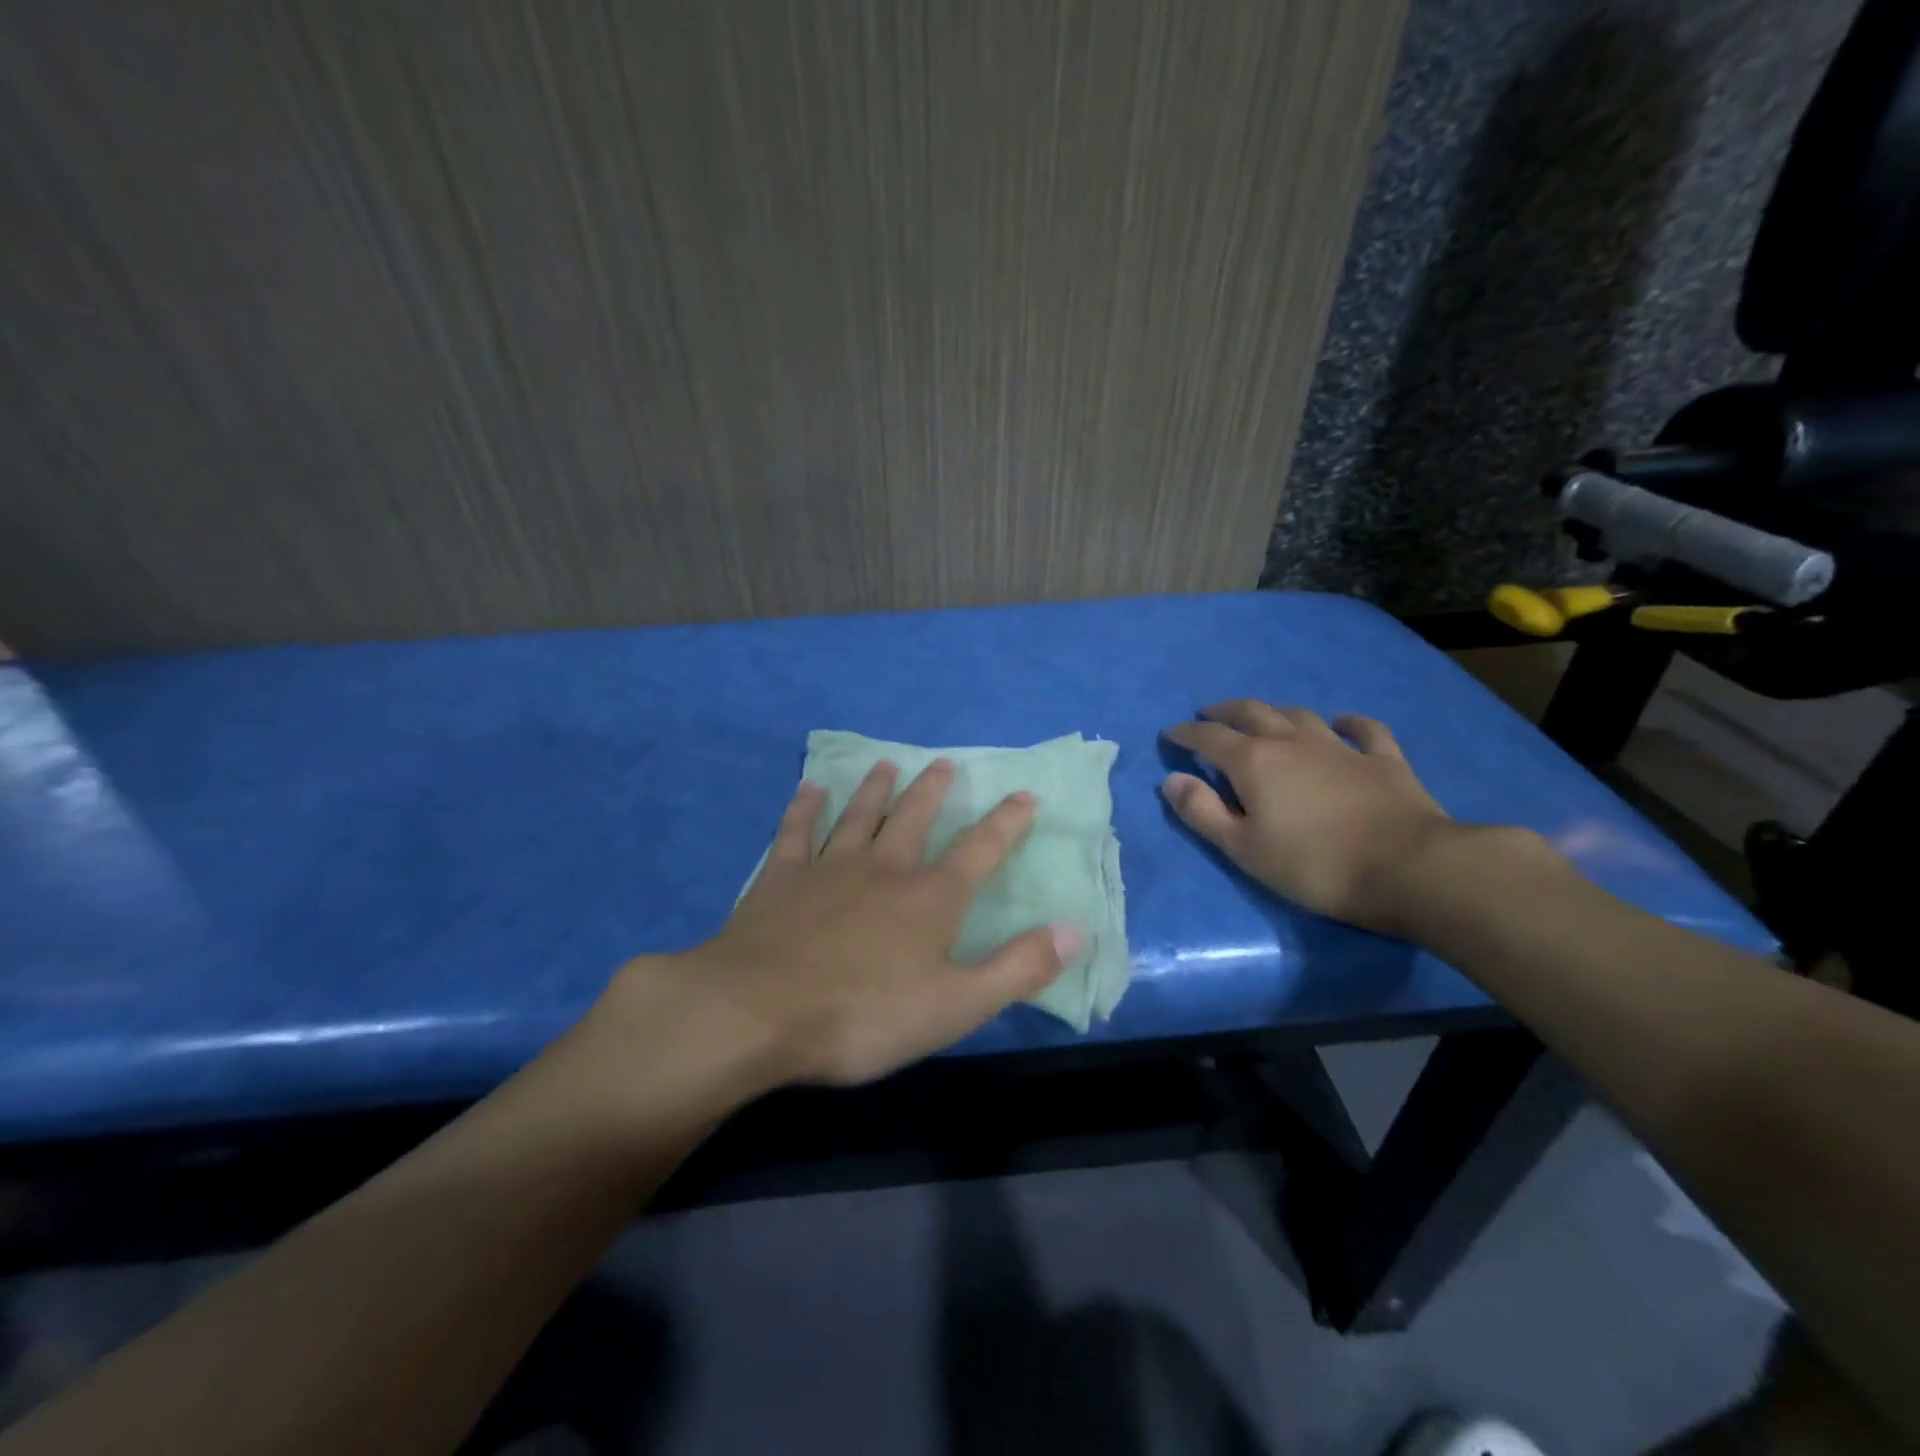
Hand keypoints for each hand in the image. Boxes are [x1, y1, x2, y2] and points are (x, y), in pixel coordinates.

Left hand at [598, 759, 1079, 1092]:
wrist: (758, 1011)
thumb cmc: (864, 1015)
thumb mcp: (956, 1005)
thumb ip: (1018, 967)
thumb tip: (1076, 930)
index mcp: (930, 898)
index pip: (980, 850)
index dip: (1006, 823)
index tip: (1025, 794)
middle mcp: (884, 868)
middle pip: (915, 818)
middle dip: (934, 790)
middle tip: (944, 762)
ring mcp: (829, 867)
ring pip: (859, 815)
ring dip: (875, 788)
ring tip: (886, 764)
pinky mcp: (781, 877)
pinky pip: (797, 831)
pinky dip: (805, 808)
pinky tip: (809, 788)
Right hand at [1161, 699, 1453, 933]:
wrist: (1408, 868)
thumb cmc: (1314, 865)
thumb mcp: (1243, 848)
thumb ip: (1202, 812)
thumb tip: (1171, 780)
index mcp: (1254, 762)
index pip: (1210, 738)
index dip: (1187, 734)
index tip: (1171, 733)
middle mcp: (1292, 742)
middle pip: (1253, 713)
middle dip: (1225, 711)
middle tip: (1209, 713)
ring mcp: (1341, 747)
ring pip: (1300, 715)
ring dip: (1275, 712)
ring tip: (1263, 716)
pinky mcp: (1383, 760)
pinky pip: (1363, 729)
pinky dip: (1348, 722)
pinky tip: (1342, 722)